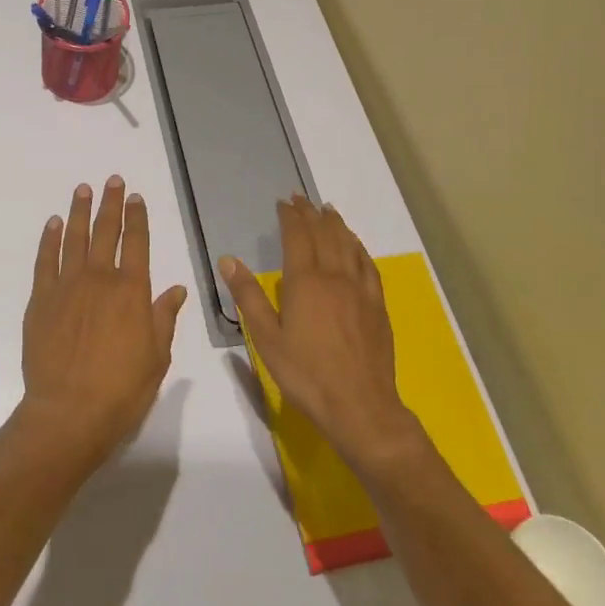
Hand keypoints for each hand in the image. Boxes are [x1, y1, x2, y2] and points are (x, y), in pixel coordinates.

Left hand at [19, 176, 187, 469]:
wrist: (69, 413)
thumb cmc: (121, 390)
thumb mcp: (156, 357)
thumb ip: (164, 318)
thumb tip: (177, 289)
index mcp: (132, 291)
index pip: (137, 243)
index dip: (137, 217)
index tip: (135, 197)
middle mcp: (100, 279)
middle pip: (106, 231)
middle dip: (110, 204)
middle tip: (112, 180)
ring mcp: (67, 286)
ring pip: (75, 238)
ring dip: (80, 211)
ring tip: (83, 190)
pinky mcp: (41, 300)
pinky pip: (46, 260)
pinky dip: (50, 239)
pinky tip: (54, 224)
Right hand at [222, 196, 424, 475]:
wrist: (360, 407)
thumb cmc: (306, 374)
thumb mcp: (267, 338)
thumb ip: (248, 296)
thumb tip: (228, 260)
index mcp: (305, 281)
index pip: (297, 236)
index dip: (290, 216)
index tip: (283, 202)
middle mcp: (334, 276)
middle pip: (323, 234)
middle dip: (311, 213)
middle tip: (302, 198)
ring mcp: (359, 289)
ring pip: (348, 244)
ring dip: (336, 224)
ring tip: (328, 210)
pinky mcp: (376, 305)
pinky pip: (368, 265)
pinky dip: (359, 247)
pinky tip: (356, 246)